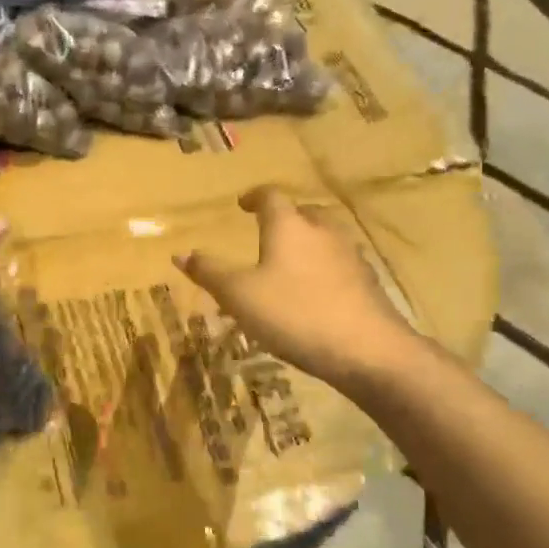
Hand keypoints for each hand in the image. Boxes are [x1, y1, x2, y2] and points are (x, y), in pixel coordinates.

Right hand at [176, 187, 414, 391]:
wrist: (367, 350)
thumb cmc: (294, 314)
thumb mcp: (239, 296)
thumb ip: (210, 272)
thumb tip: (181, 253)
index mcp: (289, 226)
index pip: (271, 197)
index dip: (254, 197)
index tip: (243, 204)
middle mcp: (323, 231)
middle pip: (303, 213)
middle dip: (284, 219)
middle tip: (267, 233)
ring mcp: (350, 256)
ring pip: (325, 238)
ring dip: (306, 244)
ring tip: (289, 265)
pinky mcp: (367, 283)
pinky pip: (339, 265)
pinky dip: (323, 270)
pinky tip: (315, 294)